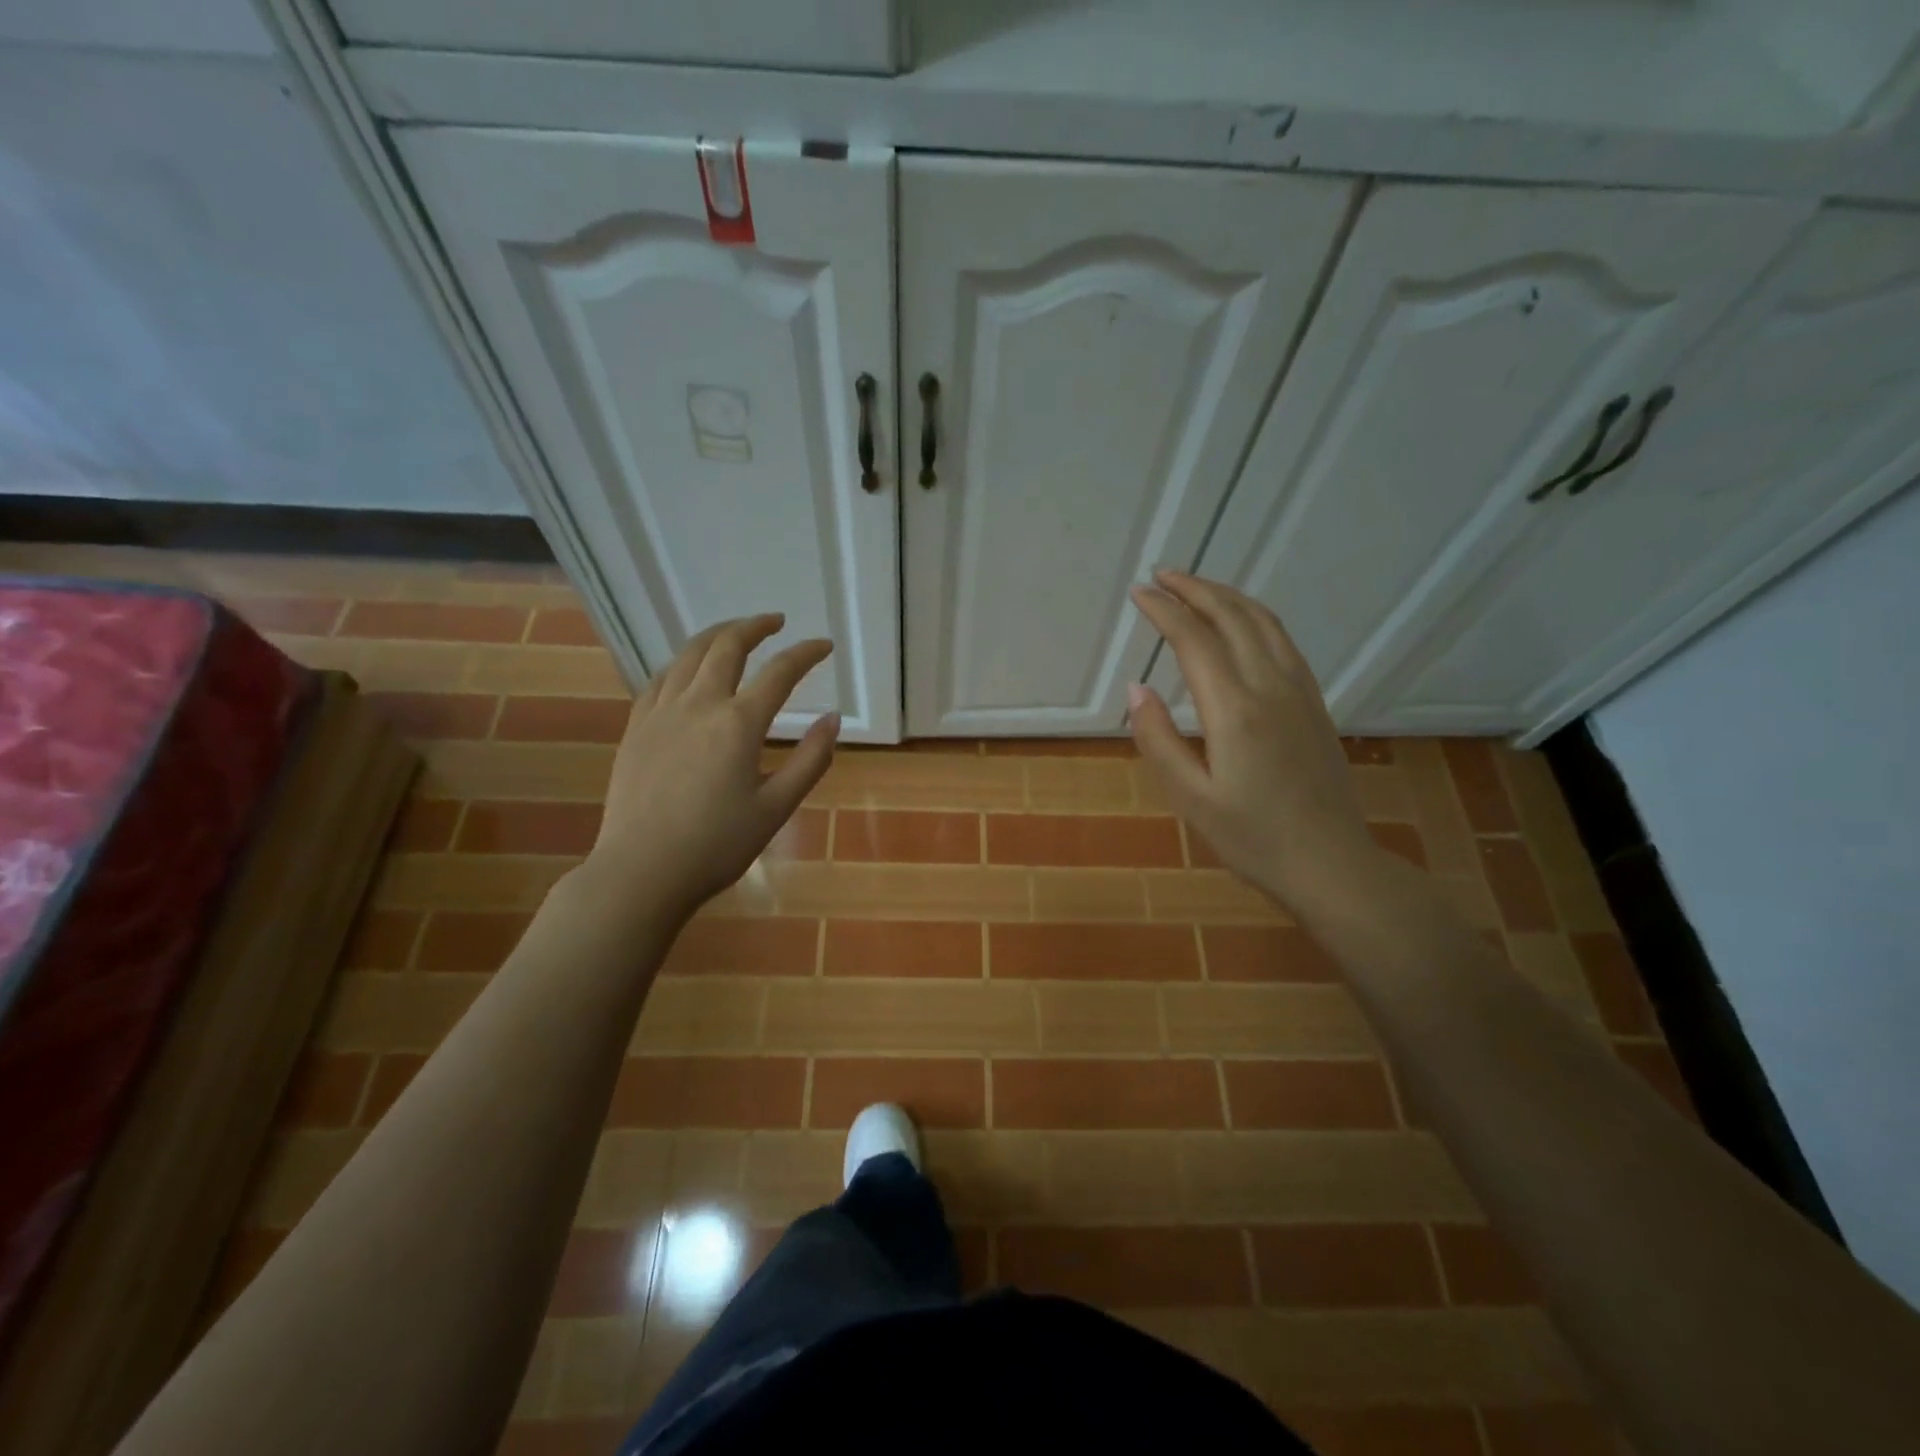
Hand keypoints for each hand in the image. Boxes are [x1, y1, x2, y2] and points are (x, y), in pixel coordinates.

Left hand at [584, 614, 837, 917]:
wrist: (641, 870)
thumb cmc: (717, 845)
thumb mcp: (777, 808)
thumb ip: (810, 760)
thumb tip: (832, 719)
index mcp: (738, 723)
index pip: (780, 672)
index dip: (806, 653)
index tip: (824, 645)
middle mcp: (698, 704)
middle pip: (727, 646)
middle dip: (754, 626)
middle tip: (774, 621)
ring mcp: (661, 712)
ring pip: (688, 655)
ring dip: (716, 635)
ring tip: (734, 632)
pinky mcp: (636, 727)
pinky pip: (660, 678)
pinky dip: (682, 663)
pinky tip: (687, 669)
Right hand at [1128, 571, 1376, 909]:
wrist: (1332, 864)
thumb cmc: (1254, 839)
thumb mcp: (1192, 800)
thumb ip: (1158, 741)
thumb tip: (1135, 689)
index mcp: (1234, 711)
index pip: (1194, 640)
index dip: (1164, 610)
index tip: (1139, 593)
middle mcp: (1270, 687)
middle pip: (1232, 617)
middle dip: (1194, 589)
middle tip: (1160, 575)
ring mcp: (1299, 692)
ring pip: (1264, 622)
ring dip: (1227, 596)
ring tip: (1196, 587)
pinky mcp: (1314, 703)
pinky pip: (1283, 641)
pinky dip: (1255, 617)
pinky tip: (1242, 623)